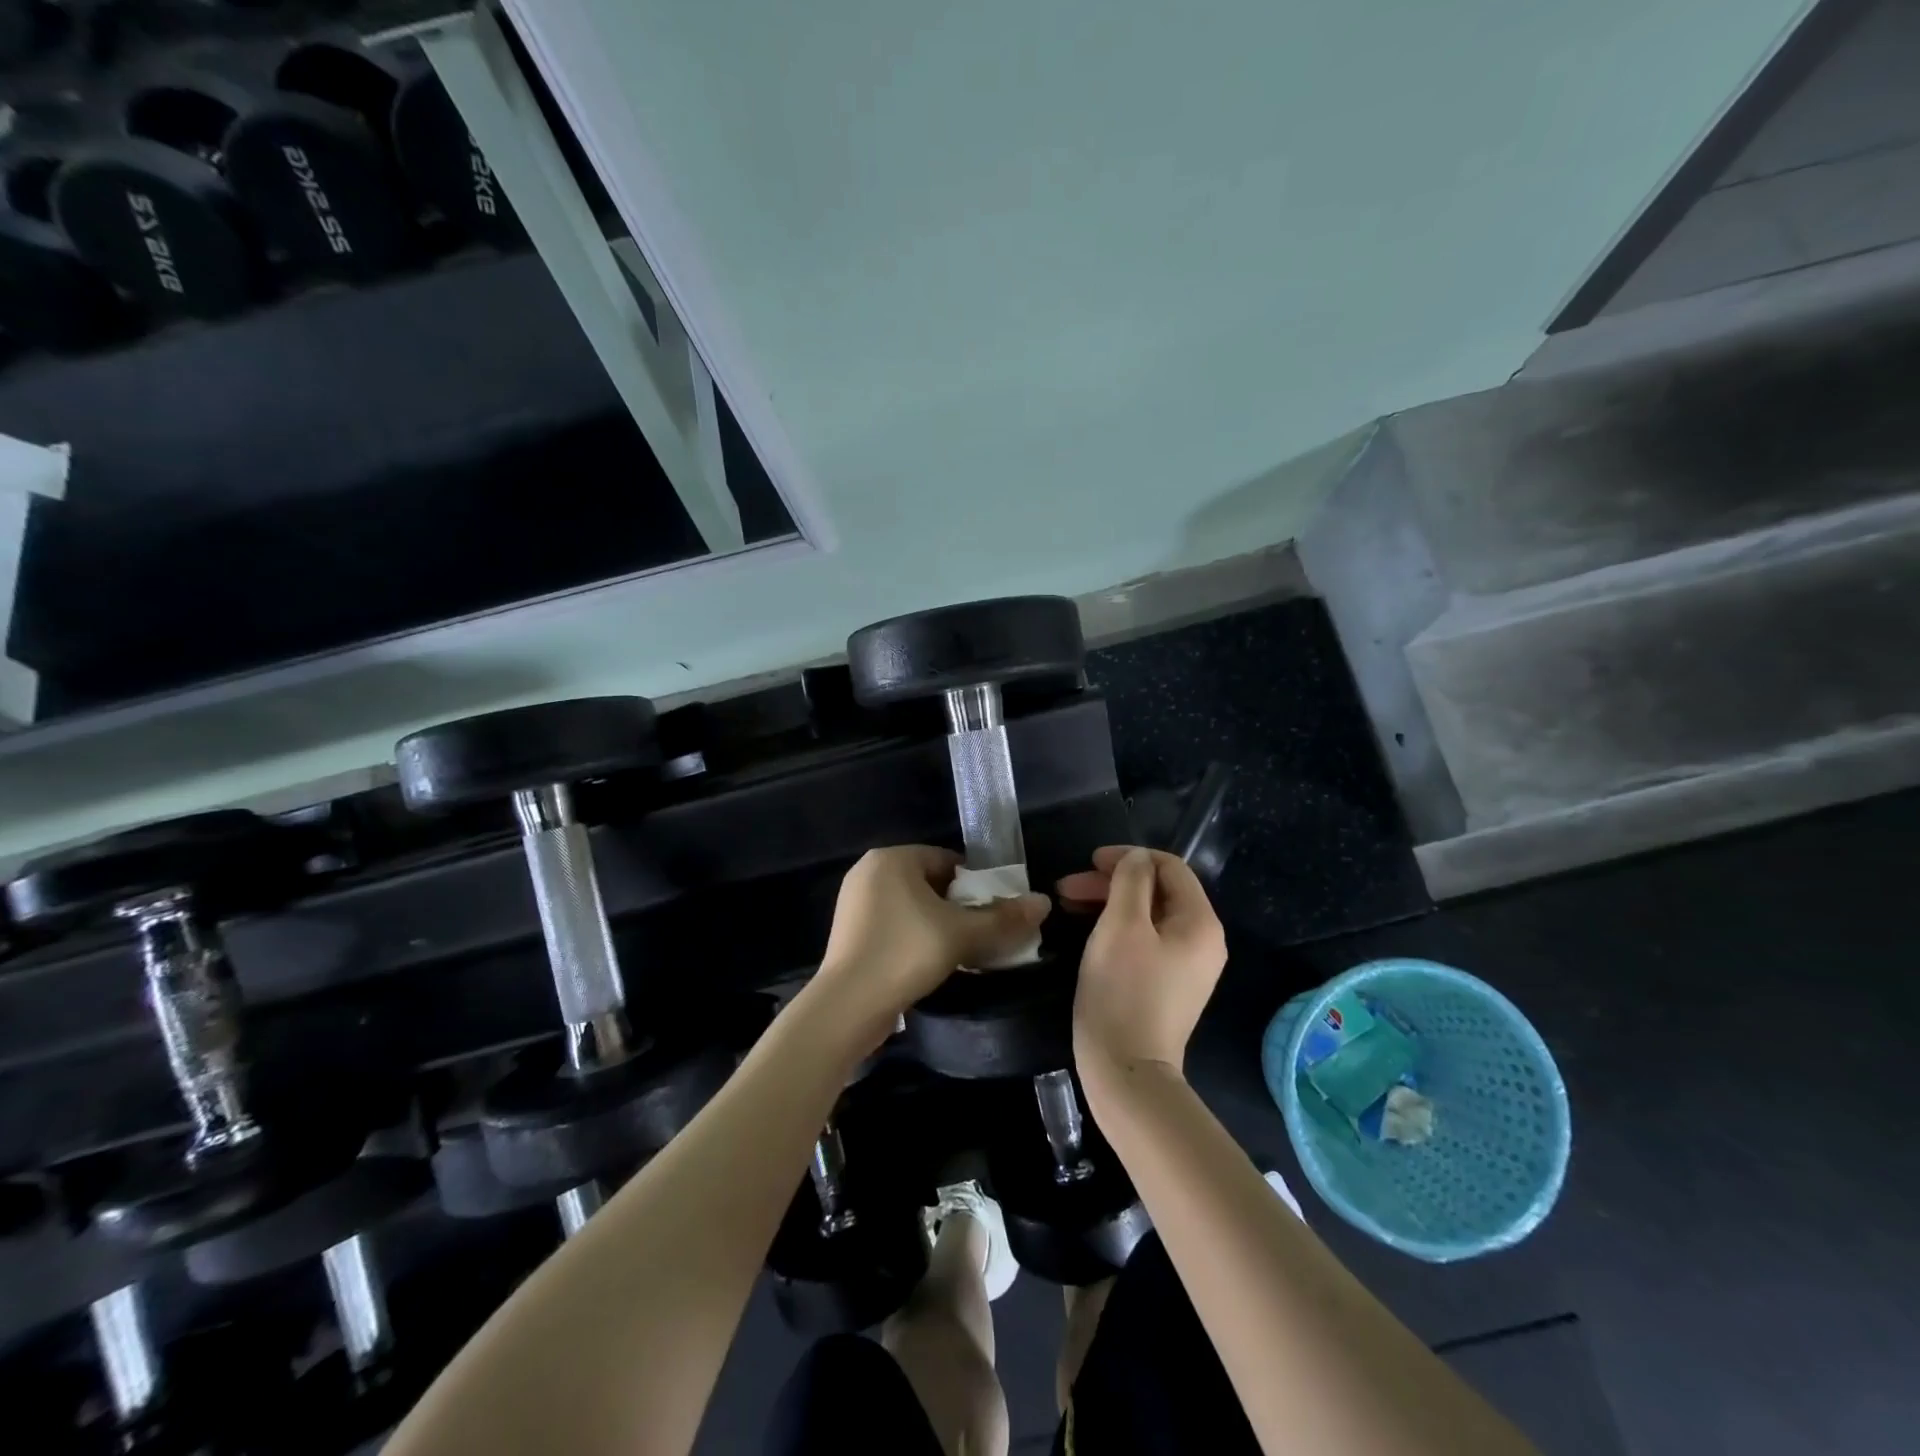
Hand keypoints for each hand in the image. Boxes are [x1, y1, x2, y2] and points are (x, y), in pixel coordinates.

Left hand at [812, 846, 1050, 1038]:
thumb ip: (1004, 918)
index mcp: (892, 858)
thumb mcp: (962, 934)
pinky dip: (914, 937)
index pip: (947, 860)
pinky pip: (893, 924)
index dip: (976, 885)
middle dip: (958, 907)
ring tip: (960, 951)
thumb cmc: (906, 953)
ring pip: (912, 906)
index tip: (994, 912)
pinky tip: (929, 962)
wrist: (847, 1007)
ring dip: (938, 924)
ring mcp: (854, 902)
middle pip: (930, 883)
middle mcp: (868, 871)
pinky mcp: (849, 932)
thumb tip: (1044, 902)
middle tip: (981, 934)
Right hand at [1061, 846, 1226, 1090]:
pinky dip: (1117, 927)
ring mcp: (1187, 966)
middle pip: (1158, 891)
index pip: (1169, 867)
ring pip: (1148, 915)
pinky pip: (1146, 940)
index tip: (1089, 862)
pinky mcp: (1168, 985)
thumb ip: (1131, 880)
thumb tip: (1138, 858)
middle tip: (1067, 887)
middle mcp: (1203, 941)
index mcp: (1200, 922)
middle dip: (1112, 882)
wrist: (1127, 1071)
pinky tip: (1087, 930)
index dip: (1129, 857)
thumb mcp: (1121, 925)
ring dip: (1109, 902)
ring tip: (1068, 904)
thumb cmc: (1123, 992)